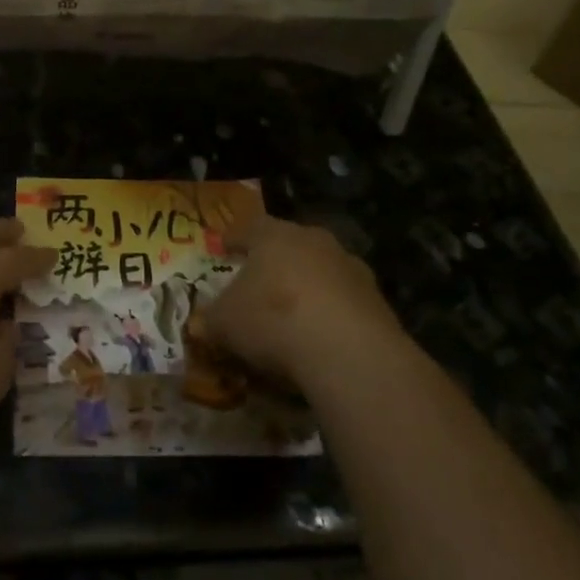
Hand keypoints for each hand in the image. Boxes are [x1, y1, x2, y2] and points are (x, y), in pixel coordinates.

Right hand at [197, 212, 402, 391]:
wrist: (348, 351)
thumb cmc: (273, 320)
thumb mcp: (225, 323)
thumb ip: (211, 319)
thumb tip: (201, 323)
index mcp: (273, 235)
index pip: (249, 228)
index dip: (234, 239)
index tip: (224, 248)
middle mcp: (313, 240)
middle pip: (288, 245)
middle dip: (274, 263)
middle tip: (259, 283)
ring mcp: (350, 268)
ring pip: (320, 272)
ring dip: (307, 289)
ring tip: (292, 318)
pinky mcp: (377, 301)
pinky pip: (344, 303)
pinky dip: (331, 316)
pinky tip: (321, 341)